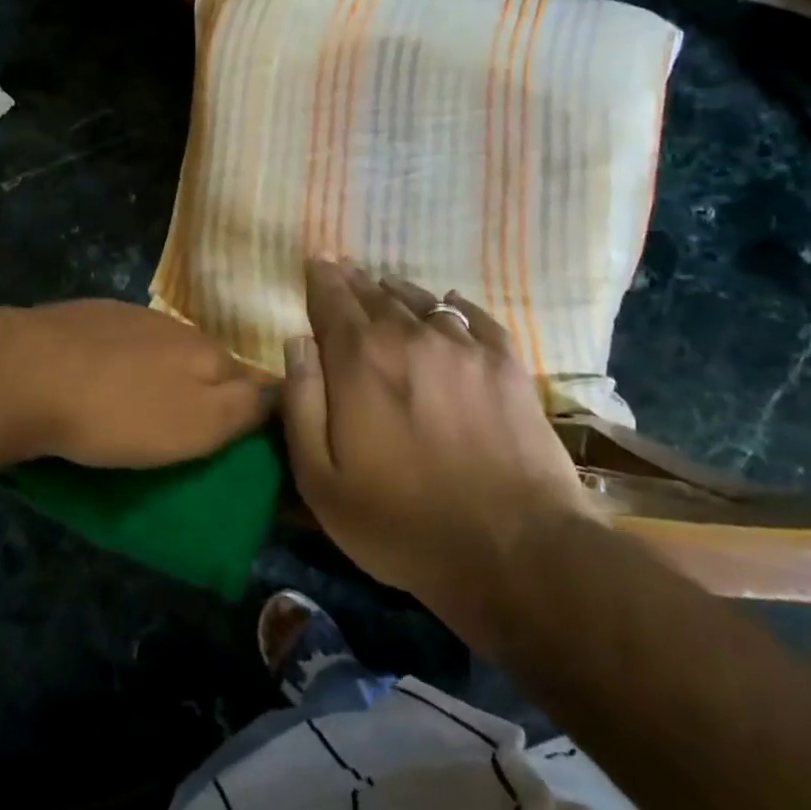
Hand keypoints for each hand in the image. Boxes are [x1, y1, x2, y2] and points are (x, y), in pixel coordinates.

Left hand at [3, 300, 273, 468]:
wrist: (22, 373)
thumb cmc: (117, 412)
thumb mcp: (196, 425)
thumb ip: (244, 408)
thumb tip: (277, 392)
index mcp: (206, 351)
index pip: (249, 379)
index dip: (248, 410)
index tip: (235, 440)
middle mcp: (174, 326)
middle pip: (204, 362)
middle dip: (202, 392)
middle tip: (182, 432)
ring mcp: (126, 315)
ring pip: (159, 351)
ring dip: (158, 377)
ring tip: (136, 411)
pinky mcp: (83, 317)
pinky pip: (117, 344)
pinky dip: (118, 365)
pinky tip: (96, 383)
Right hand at [282, 260, 592, 653]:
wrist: (515, 548)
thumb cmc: (403, 523)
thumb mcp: (322, 480)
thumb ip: (302, 404)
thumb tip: (295, 343)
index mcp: (360, 361)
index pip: (332, 302)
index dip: (321, 279)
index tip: (315, 261)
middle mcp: (410, 337)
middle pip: (375, 296)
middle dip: (353, 280)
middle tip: (342, 267)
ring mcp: (465, 348)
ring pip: (422, 301)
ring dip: (398, 290)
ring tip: (385, 284)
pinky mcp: (508, 365)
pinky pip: (476, 318)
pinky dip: (456, 306)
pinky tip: (450, 304)